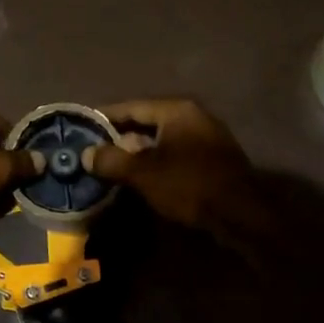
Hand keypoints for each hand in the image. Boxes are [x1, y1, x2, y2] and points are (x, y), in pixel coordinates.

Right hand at [84, 99, 254, 228]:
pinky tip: (142, 176)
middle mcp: (193, 116)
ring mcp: (207, 136)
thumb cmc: (189, 185)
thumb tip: (86, 154)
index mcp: (176, 110)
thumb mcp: (143, 173)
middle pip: (147, 122)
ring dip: (138, 151)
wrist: (242, 215)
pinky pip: (176, 152)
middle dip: (120, 136)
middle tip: (94, 149)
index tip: (81, 126)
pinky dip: (157, 160)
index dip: (104, 117)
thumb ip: (111, 160)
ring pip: (162, 139)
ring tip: (113, 164)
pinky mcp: (214, 158)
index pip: (131, 107)